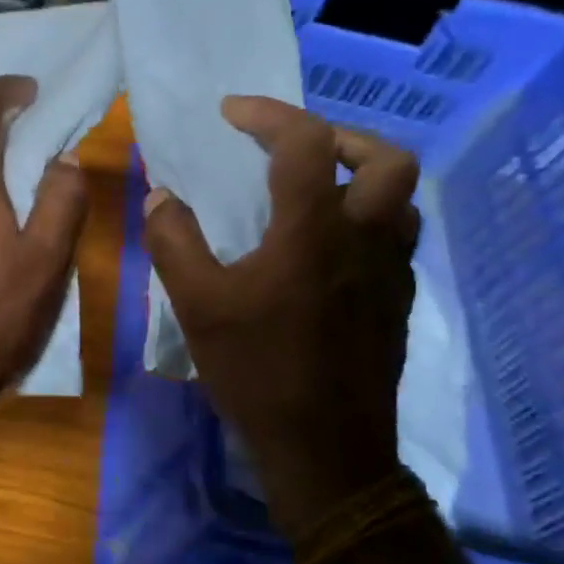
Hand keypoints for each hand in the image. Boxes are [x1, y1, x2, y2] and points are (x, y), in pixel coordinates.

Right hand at [144, 97, 420, 540]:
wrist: (326, 450)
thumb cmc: (257, 371)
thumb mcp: (196, 305)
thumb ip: (173, 242)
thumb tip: (162, 197)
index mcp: (313, 231)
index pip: (305, 142)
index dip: (268, 114)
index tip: (231, 113)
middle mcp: (364, 240)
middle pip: (386, 158)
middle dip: (339, 136)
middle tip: (294, 148)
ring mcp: (391, 272)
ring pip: (401, 199)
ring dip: (361, 177)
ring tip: (314, 191)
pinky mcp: (398, 302)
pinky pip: (394, 238)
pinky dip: (365, 220)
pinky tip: (325, 249)